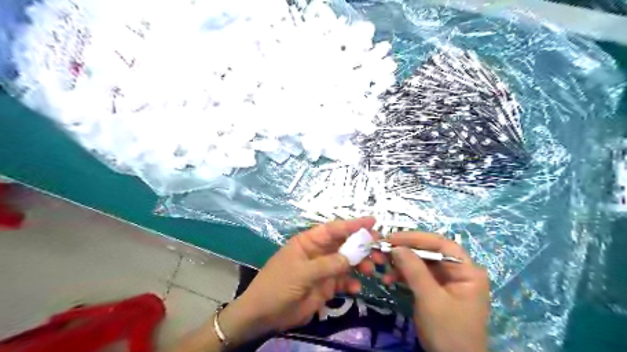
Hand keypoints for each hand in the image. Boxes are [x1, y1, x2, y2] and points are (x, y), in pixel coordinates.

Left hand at [219, 217, 381, 343]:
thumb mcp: (302, 273)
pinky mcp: (326, 286)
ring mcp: (323, 269)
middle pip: (344, 244)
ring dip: (361, 264)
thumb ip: (328, 264)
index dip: (353, 224)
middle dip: (362, 245)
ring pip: (347, 262)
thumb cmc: (278, 285)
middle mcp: (319, 252)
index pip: (334, 229)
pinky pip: (344, 281)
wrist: (264, 314)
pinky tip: (356, 289)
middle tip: (380, 248)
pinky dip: (352, 283)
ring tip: (372, 270)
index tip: (372, 222)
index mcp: (309, 241)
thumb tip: (354, 255)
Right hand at [385, 232, 491, 350]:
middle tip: (382, 250)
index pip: (440, 244)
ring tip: (381, 267)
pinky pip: (417, 276)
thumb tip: (395, 247)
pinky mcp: (435, 291)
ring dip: (400, 264)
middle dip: (404, 252)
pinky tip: (389, 280)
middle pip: (429, 253)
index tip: (392, 238)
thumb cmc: (448, 331)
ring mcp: (446, 282)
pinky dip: (402, 276)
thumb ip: (414, 270)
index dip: (415, 238)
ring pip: (420, 264)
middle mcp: (458, 272)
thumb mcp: (430, 298)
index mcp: (467, 270)